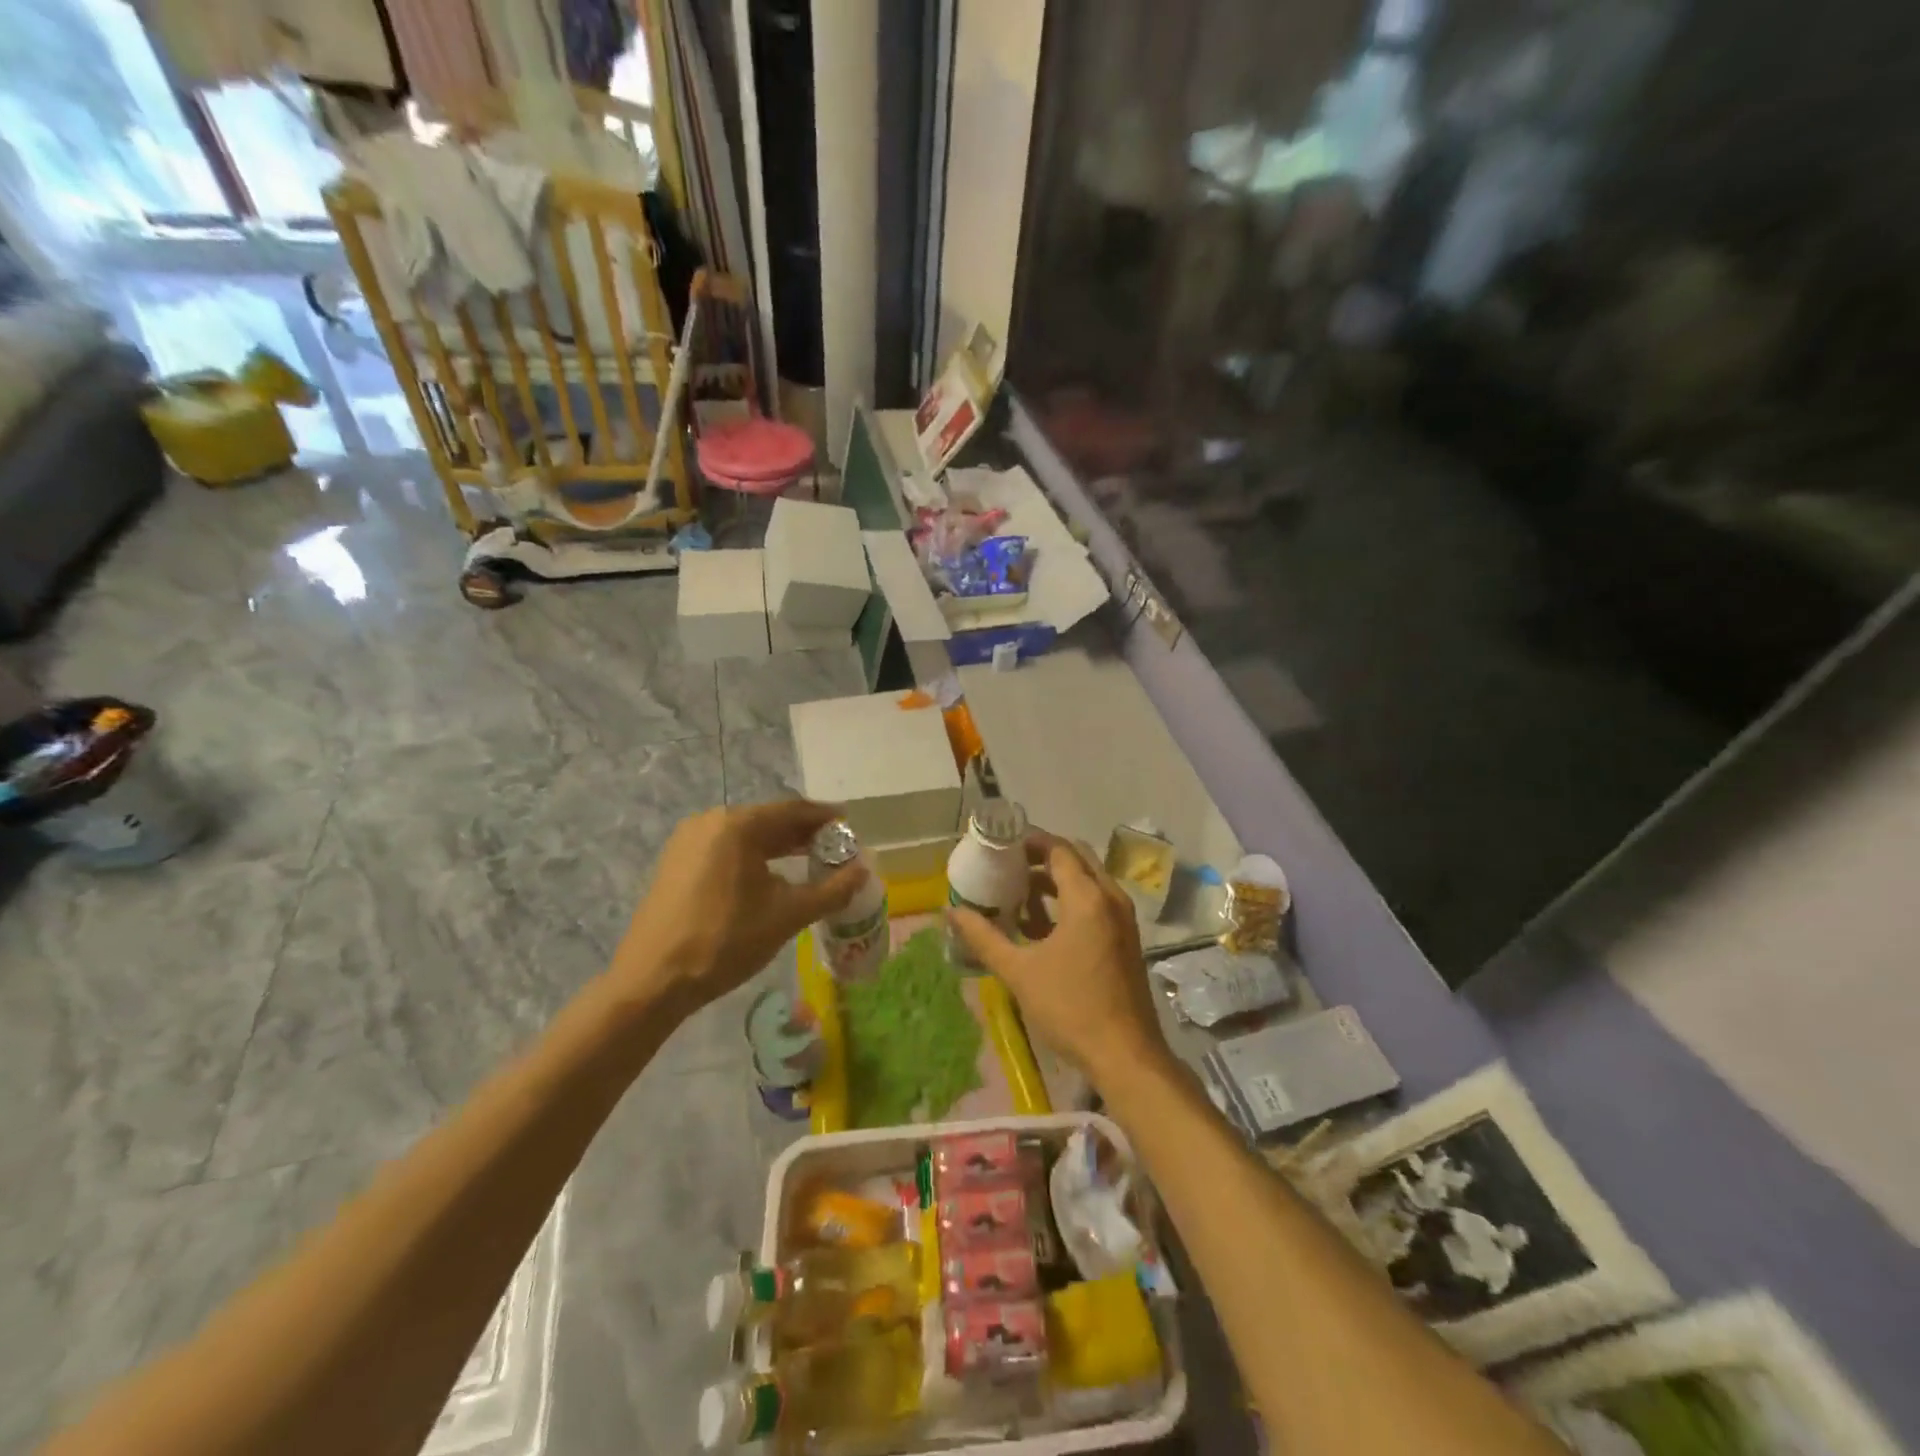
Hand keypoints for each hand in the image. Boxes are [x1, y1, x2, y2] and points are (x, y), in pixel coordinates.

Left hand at [614, 799, 865, 1012]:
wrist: (653, 981)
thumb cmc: (726, 941)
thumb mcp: (788, 915)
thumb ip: (832, 890)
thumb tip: (864, 871)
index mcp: (737, 825)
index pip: (792, 811)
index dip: (825, 818)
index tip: (850, 825)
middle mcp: (710, 821)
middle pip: (768, 820)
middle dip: (803, 833)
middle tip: (835, 848)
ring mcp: (688, 841)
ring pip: (746, 836)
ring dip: (779, 846)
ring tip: (810, 862)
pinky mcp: (676, 862)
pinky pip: (725, 849)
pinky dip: (753, 857)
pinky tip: (770, 878)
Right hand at [947, 831, 1167, 1087]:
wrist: (1126, 1055)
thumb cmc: (1070, 1008)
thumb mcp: (1019, 972)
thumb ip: (984, 937)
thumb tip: (951, 912)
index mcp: (1087, 897)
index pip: (1058, 849)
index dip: (1029, 842)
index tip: (1000, 846)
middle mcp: (1110, 897)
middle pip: (1076, 859)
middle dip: (1042, 858)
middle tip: (1007, 866)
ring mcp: (1123, 919)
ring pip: (1087, 881)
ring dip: (1055, 882)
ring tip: (1018, 897)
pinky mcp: (1125, 938)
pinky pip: (1096, 903)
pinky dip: (1070, 903)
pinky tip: (1040, 928)